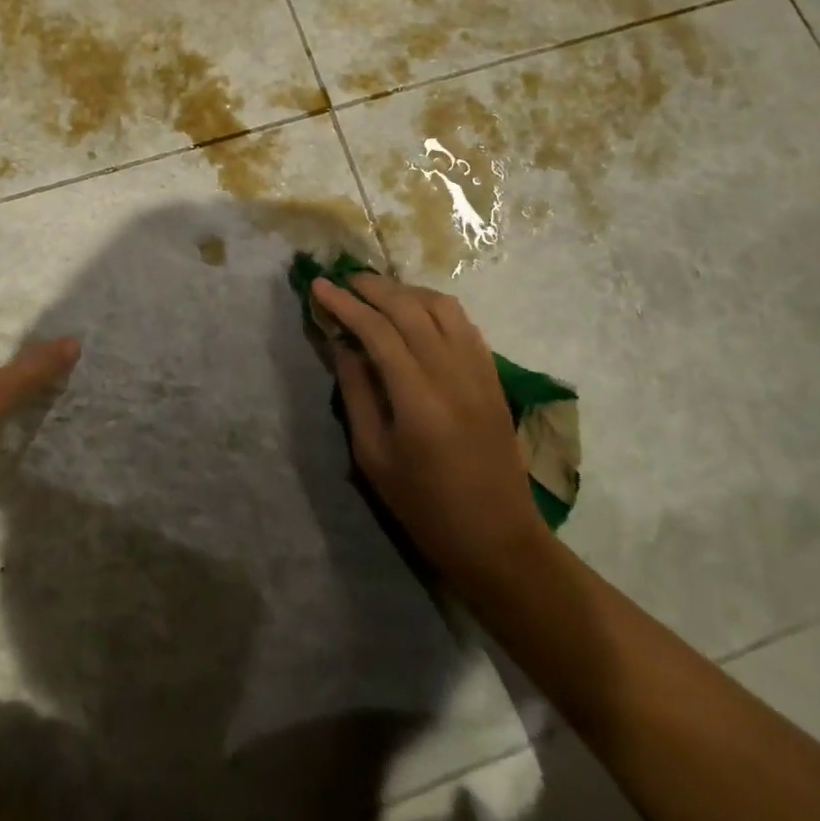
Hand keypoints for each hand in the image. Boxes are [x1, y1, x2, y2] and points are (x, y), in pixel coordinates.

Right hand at [313, 272, 547, 588]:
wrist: (499, 540)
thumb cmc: (426, 507)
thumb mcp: (373, 458)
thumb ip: (357, 393)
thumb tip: (343, 345)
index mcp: (418, 398)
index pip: (377, 330)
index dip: (345, 304)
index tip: (320, 286)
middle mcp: (452, 373)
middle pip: (409, 308)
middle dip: (372, 287)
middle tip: (344, 280)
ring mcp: (479, 370)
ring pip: (442, 306)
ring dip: (406, 291)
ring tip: (378, 293)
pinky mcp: (493, 375)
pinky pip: (464, 323)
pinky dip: (435, 306)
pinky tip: (417, 313)